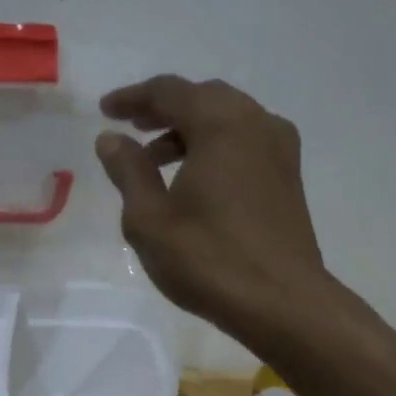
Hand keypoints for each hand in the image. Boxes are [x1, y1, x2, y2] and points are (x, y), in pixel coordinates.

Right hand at [95, 76, 328, 339]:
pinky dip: (215, 147)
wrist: (283, 303)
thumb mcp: (150, 219)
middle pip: (204, 98)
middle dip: (164, 109)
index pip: (170, 92)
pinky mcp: (289, 176)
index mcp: (222, 125)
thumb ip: (128, 171)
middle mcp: (257, 124)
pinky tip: (194, 179)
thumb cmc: (209, 260)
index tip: (106, 110)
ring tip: (155, 162)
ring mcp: (280, 150)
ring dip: (189, 130)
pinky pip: (246, 142)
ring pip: (228, 120)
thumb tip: (112, 138)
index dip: (133, 98)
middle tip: (132, 128)